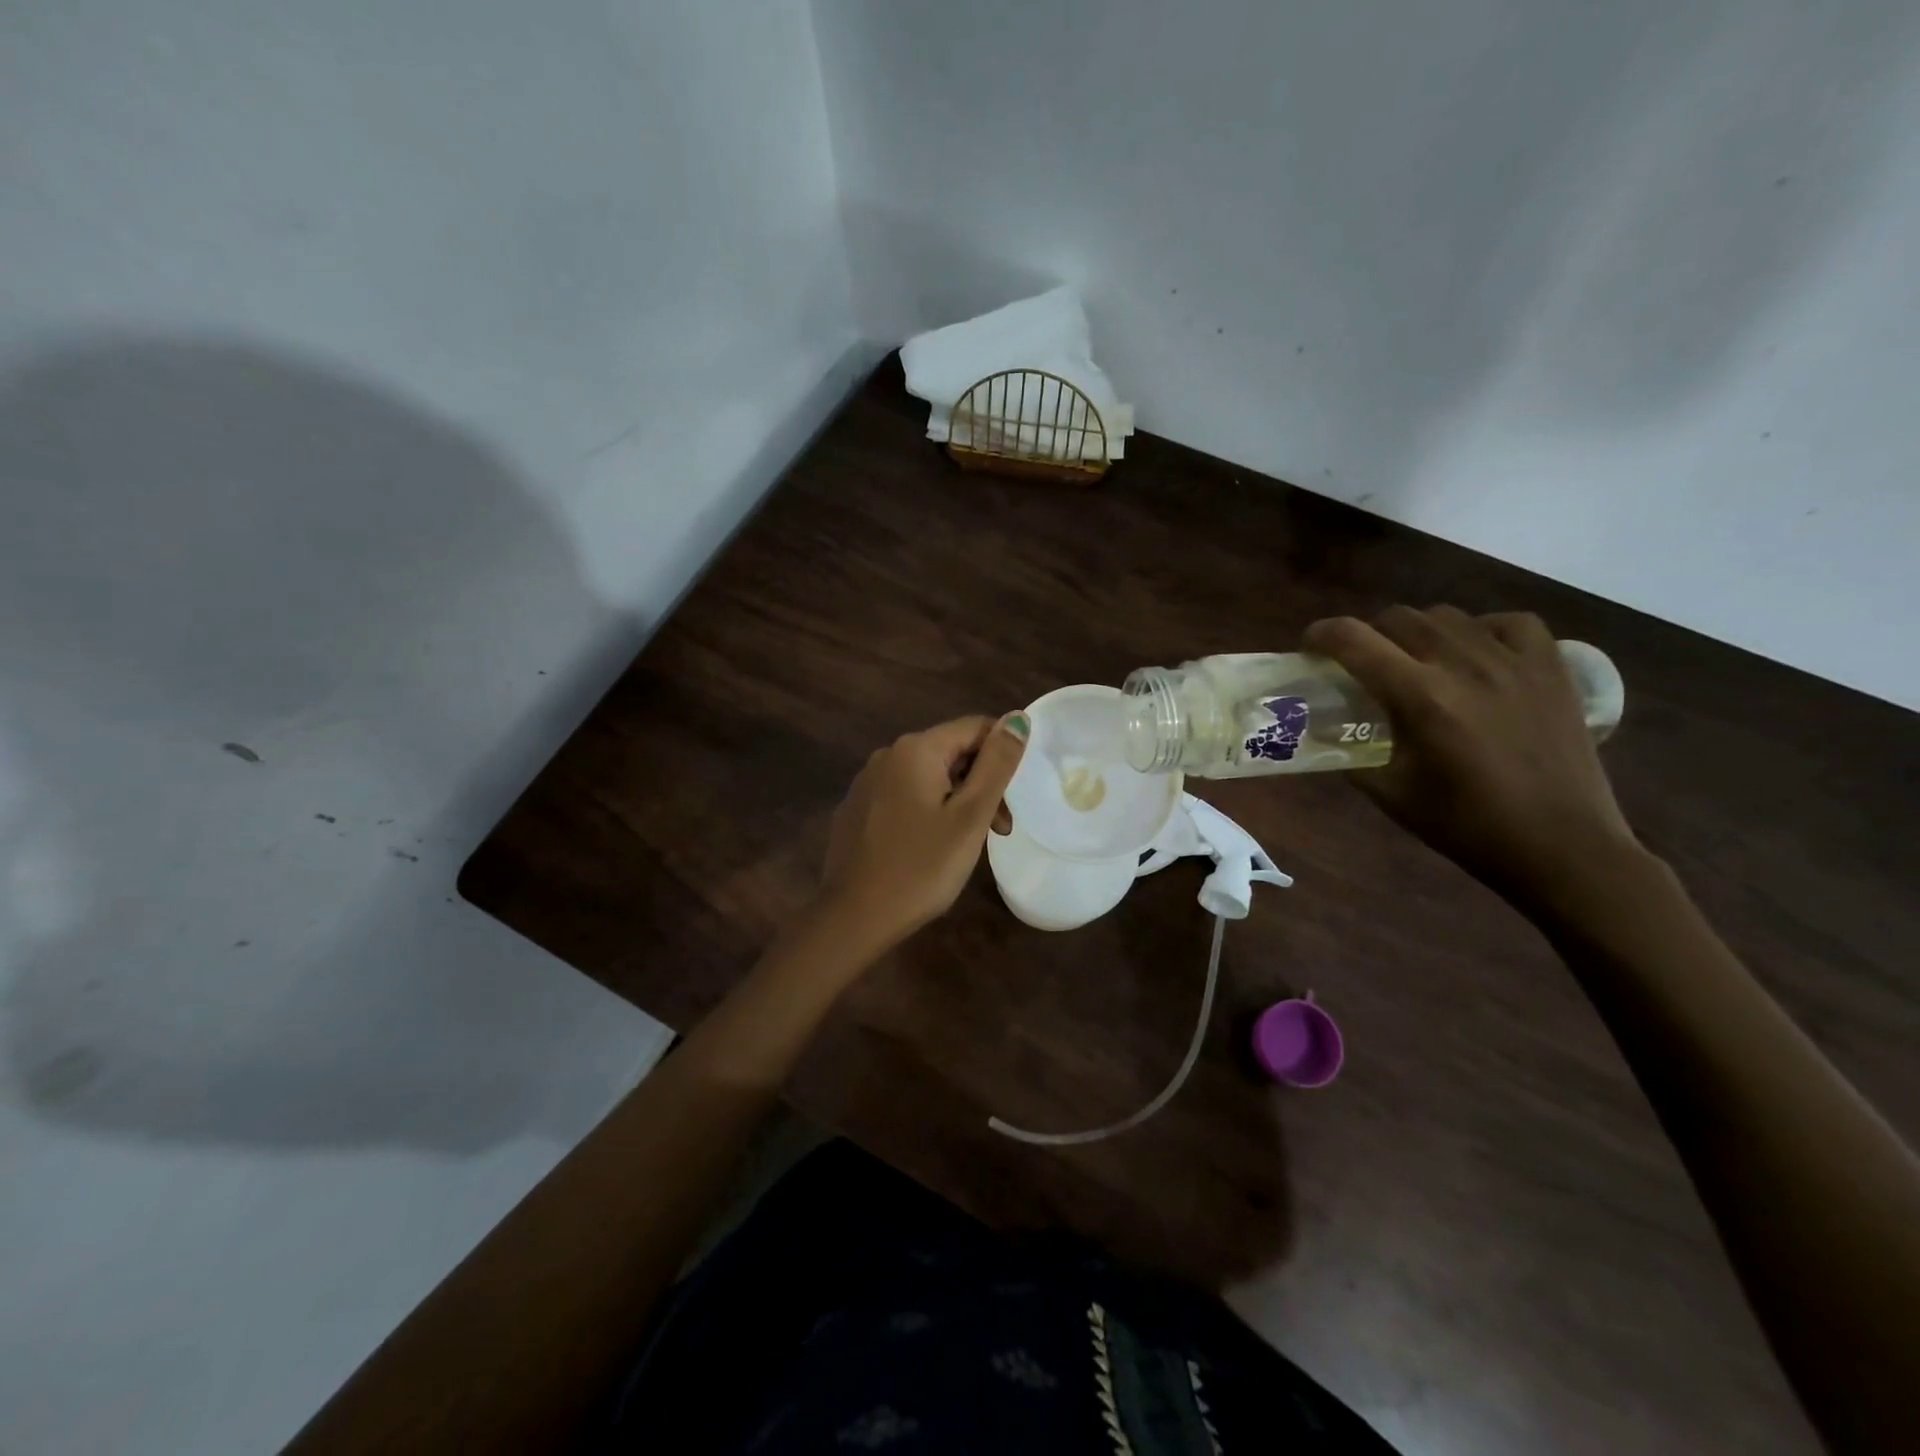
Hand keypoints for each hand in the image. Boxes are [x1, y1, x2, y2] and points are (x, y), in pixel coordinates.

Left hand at [815, 713, 1029, 953]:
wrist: (854, 916)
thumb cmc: (921, 867)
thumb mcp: (970, 816)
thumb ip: (996, 764)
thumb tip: (1017, 717)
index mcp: (916, 749)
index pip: (974, 727)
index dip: (1003, 755)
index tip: (1013, 800)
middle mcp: (887, 755)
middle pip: (951, 752)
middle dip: (981, 783)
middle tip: (998, 830)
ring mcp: (867, 782)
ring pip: (928, 777)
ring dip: (957, 800)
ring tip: (969, 844)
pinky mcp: (857, 809)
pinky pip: (904, 796)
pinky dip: (928, 811)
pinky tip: (931, 848)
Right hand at [1303, 606, 1638, 904]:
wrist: (1561, 846)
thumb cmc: (1467, 825)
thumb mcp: (1390, 793)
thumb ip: (1350, 753)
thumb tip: (1323, 731)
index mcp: (1420, 697)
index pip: (1353, 640)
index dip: (1320, 635)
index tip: (1310, 649)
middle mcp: (1464, 665)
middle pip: (1398, 618)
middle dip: (1367, 634)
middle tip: (1361, 664)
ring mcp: (1513, 661)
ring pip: (1447, 616)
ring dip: (1417, 631)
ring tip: (1416, 660)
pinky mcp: (1552, 668)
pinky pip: (1509, 623)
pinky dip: (1482, 629)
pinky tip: (1476, 654)